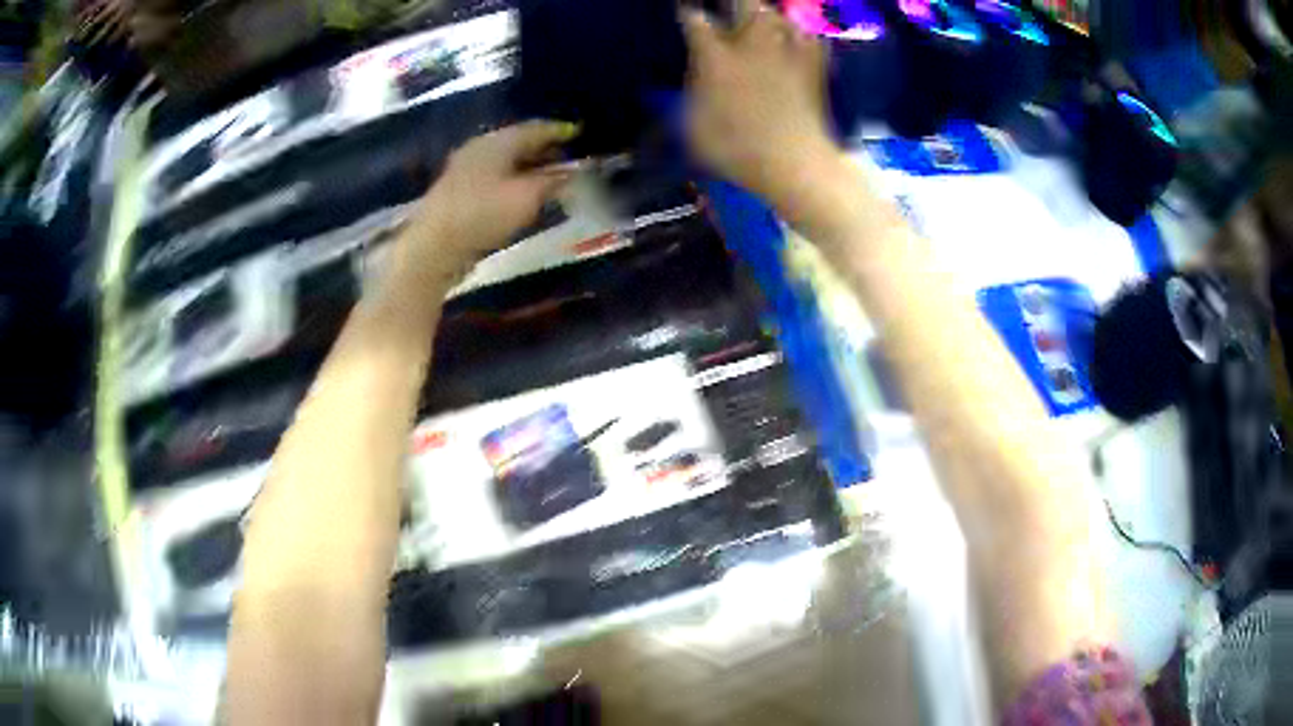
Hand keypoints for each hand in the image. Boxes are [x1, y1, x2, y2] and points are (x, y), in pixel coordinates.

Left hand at [400, 121, 576, 283]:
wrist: (434, 245)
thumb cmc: (484, 214)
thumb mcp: (527, 197)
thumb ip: (553, 182)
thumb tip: (571, 173)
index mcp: (498, 141)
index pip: (535, 129)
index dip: (559, 131)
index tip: (578, 133)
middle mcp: (480, 147)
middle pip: (518, 142)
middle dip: (544, 149)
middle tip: (567, 158)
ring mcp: (465, 168)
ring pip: (505, 160)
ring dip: (527, 166)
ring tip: (548, 176)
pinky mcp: (457, 190)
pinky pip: (493, 176)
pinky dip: (512, 179)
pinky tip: (521, 193)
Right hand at [681, 2, 836, 202]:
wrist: (796, 164)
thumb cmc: (737, 151)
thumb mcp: (694, 127)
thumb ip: (694, 93)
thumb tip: (699, 76)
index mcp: (716, 58)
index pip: (695, 20)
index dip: (688, 15)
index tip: (687, 14)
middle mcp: (752, 45)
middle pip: (745, 3)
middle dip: (735, 2)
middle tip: (728, 7)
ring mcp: (786, 53)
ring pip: (778, 15)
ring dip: (767, 14)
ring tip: (761, 21)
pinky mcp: (814, 67)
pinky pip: (808, 37)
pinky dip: (799, 35)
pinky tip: (794, 41)